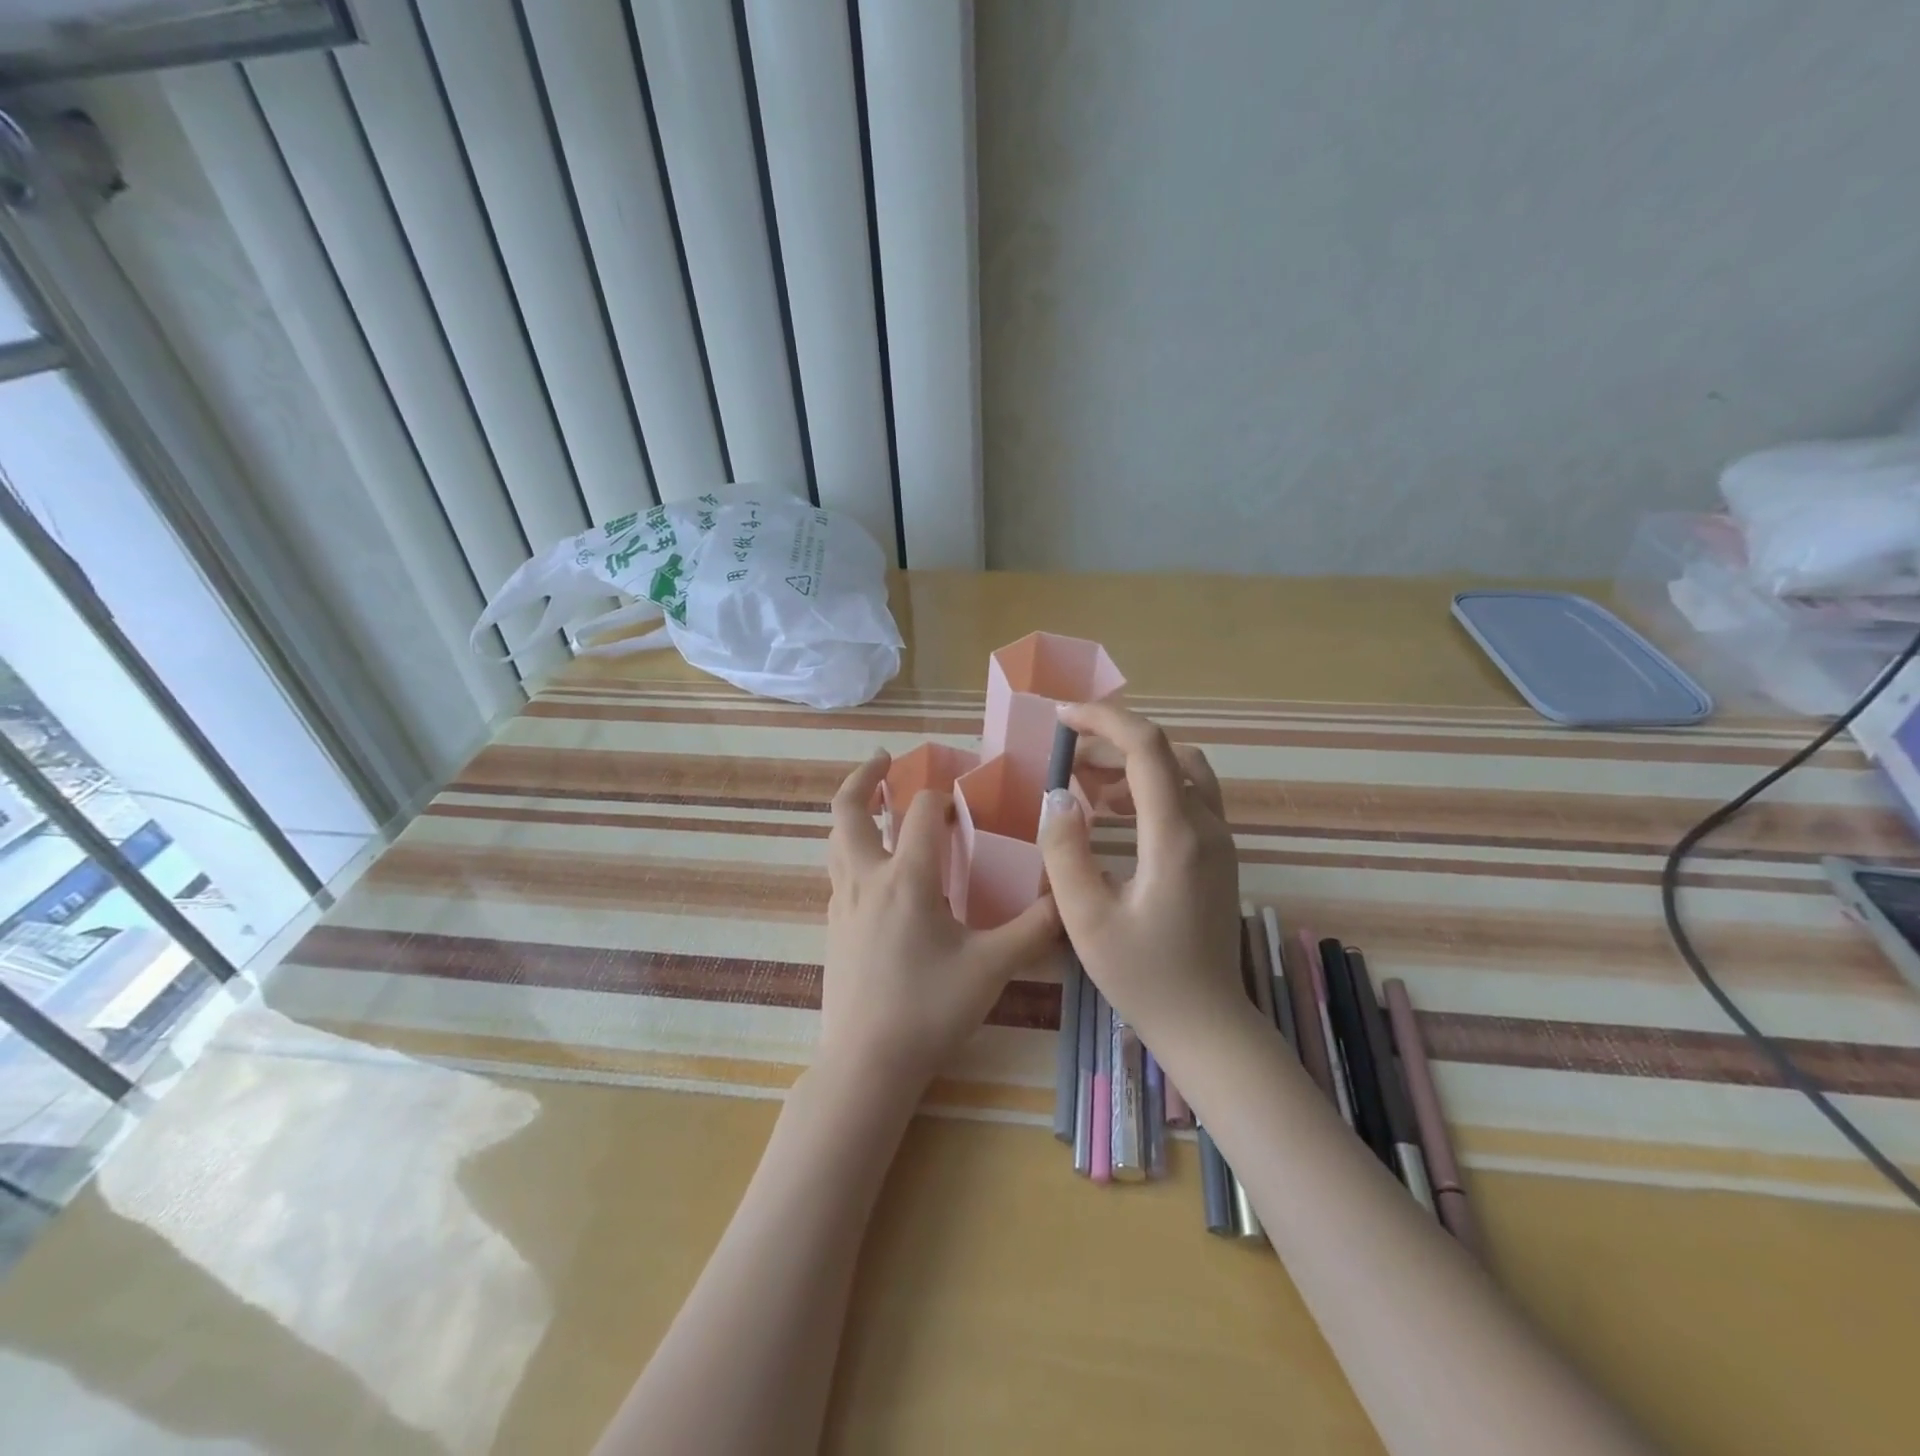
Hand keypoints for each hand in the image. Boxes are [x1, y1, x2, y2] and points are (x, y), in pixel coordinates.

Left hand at [822, 751, 1061, 1092]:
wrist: (866, 1063)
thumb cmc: (930, 1009)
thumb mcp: (992, 968)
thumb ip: (1034, 930)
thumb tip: (1069, 899)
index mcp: (908, 878)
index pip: (921, 812)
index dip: (941, 795)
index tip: (959, 793)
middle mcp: (867, 878)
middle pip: (850, 810)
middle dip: (864, 777)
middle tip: (884, 759)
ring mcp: (842, 903)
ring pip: (836, 839)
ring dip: (852, 812)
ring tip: (873, 802)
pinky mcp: (832, 927)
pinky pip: (837, 872)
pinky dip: (851, 850)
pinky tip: (874, 870)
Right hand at [1038, 701, 1247, 1049]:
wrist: (1206, 1023)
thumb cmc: (1143, 975)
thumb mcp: (1086, 918)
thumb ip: (1065, 851)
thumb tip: (1058, 795)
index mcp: (1174, 835)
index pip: (1147, 747)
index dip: (1104, 720)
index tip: (1062, 717)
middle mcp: (1206, 826)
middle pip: (1165, 752)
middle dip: (1112, 742)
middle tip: (1066, 758)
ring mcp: (1219, 840)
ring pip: (1182, 770)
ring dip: (1134, 765)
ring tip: (1087, 786)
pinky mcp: (1218, 855)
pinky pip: (1189, 797)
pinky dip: (1151, 787)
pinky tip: (1115, 815)